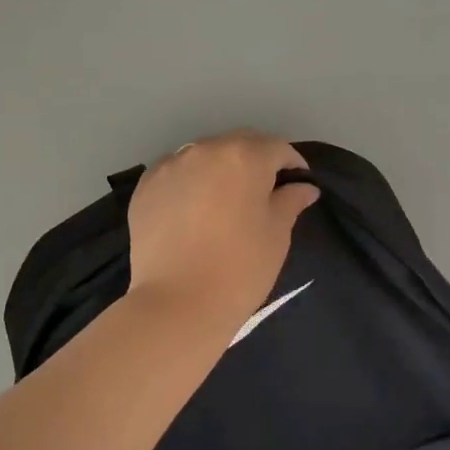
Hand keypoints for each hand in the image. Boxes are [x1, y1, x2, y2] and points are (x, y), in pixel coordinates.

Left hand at [127, 130, 319, 322]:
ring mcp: (170, 166)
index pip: (277, 148)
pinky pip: (176, 173)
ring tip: (226, 199)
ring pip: (204, 156)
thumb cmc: (240, 268)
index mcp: (245, 157)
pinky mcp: (145, 187)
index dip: (292, 164)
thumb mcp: (277, 234)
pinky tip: (194, 209)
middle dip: (255, 161)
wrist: (178, 303)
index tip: (298, 184)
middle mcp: (205, 150)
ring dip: (220, 169)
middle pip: (238, 145)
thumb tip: (304, 186)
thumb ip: (290, 201)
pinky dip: (190, 182)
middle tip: (264, 191)